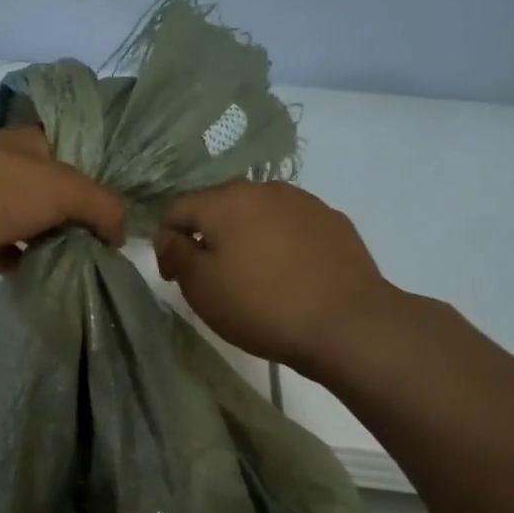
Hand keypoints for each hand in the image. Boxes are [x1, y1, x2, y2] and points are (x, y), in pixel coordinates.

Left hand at [0, 127, 126, 275]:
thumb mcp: (64, 189)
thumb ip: (102, 207)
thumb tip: (122, 235)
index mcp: (33, 143)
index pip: (77, 153)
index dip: (101, 178)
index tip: (123, 210)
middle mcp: (11, 167)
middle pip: (56, 193)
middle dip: (80, 219)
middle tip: (109, 248)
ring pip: (33, 224)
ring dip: (54, 244)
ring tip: (86, 267)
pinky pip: (9, 251)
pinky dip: (25, 264)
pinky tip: (47, 279)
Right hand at [154, 180, 401, 373]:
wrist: (347, 323)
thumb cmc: (261, 306)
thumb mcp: (202, 288)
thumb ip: (177, 254)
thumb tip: (170, 236)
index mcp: (225, 201)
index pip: (178, 208)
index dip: (167, 242)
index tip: (174, 277)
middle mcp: (263, 189)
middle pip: (219, 205)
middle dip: (207, 235)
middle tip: (210, 277)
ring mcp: (303, 202)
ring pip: (257, 213)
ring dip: (244, 236)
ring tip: (252, 275)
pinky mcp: (332, 221)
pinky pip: (290, 226)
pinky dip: (278, 243)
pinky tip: (287, 275)